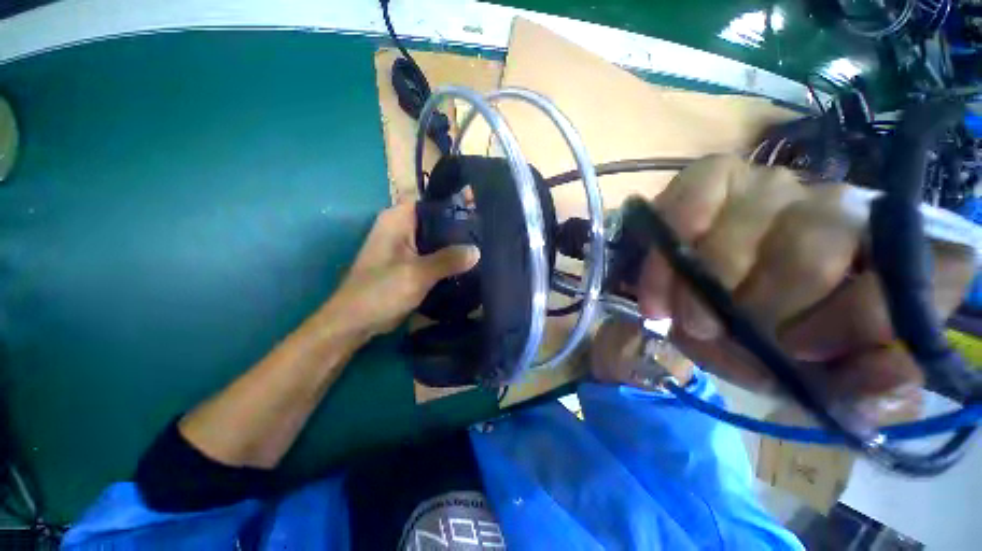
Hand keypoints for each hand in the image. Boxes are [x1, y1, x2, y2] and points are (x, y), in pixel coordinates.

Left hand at [325, 203, 478, 337]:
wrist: (357, 321)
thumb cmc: (380, 291)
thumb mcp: (417, 274)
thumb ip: (448, 260)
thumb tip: (477, 251)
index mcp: (398, 219)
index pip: (431, 200)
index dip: (454, 202)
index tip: (480, 210)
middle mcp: (402, 228)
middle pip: (437, 220)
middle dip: (460, 227)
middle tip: (487, 233)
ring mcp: (407, 246)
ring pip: (437, 239)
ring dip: (456, 245)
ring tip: (483, 247)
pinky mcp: (411, 263)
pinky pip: (434, 255)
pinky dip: (448, 259)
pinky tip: (468, 264)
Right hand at [636, 155, 974, 419]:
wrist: (686, 299)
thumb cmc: (749, 338)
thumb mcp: (799, 378)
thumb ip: (853, 388)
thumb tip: (893, 375)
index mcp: (885, 264)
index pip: (934, 268)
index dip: (866, 316)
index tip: (798, 350)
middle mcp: (841, 211)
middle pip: (815, 246)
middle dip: (757, 302)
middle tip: (710, 332)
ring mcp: (774, 186)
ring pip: (752, 223)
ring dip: (703, 280)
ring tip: (677, 315)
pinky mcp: (718, 177)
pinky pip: (700, 192)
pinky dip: (679, 226)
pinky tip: (662, 262)